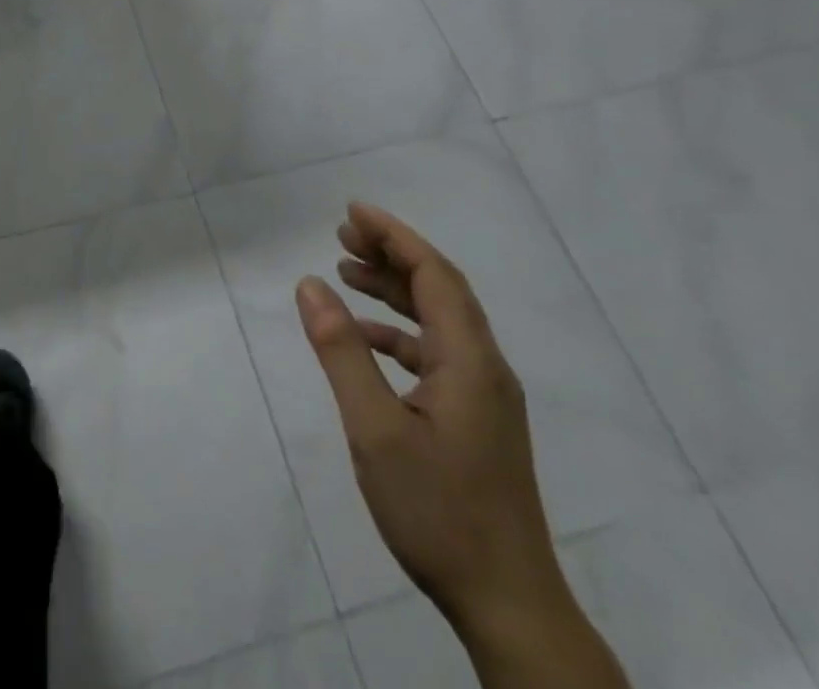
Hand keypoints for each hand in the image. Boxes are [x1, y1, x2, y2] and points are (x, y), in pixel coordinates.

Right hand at [296, 204, 565, 639]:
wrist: (509, 607)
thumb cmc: (439, 512)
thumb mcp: (375, 429)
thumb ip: (341, 352)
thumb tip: (310, 284)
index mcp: (470, 360)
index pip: (434, 274)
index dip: (394, 235)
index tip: (351, 212)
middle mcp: (485, 367)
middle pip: (440, 289)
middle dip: (392, 254)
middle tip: (341, 234)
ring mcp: (485, 396)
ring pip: (439, 320)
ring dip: (394, 290)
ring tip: (346, 272)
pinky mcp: (477, 420)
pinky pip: (436, 353)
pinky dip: (398, 333)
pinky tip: (365, 340)